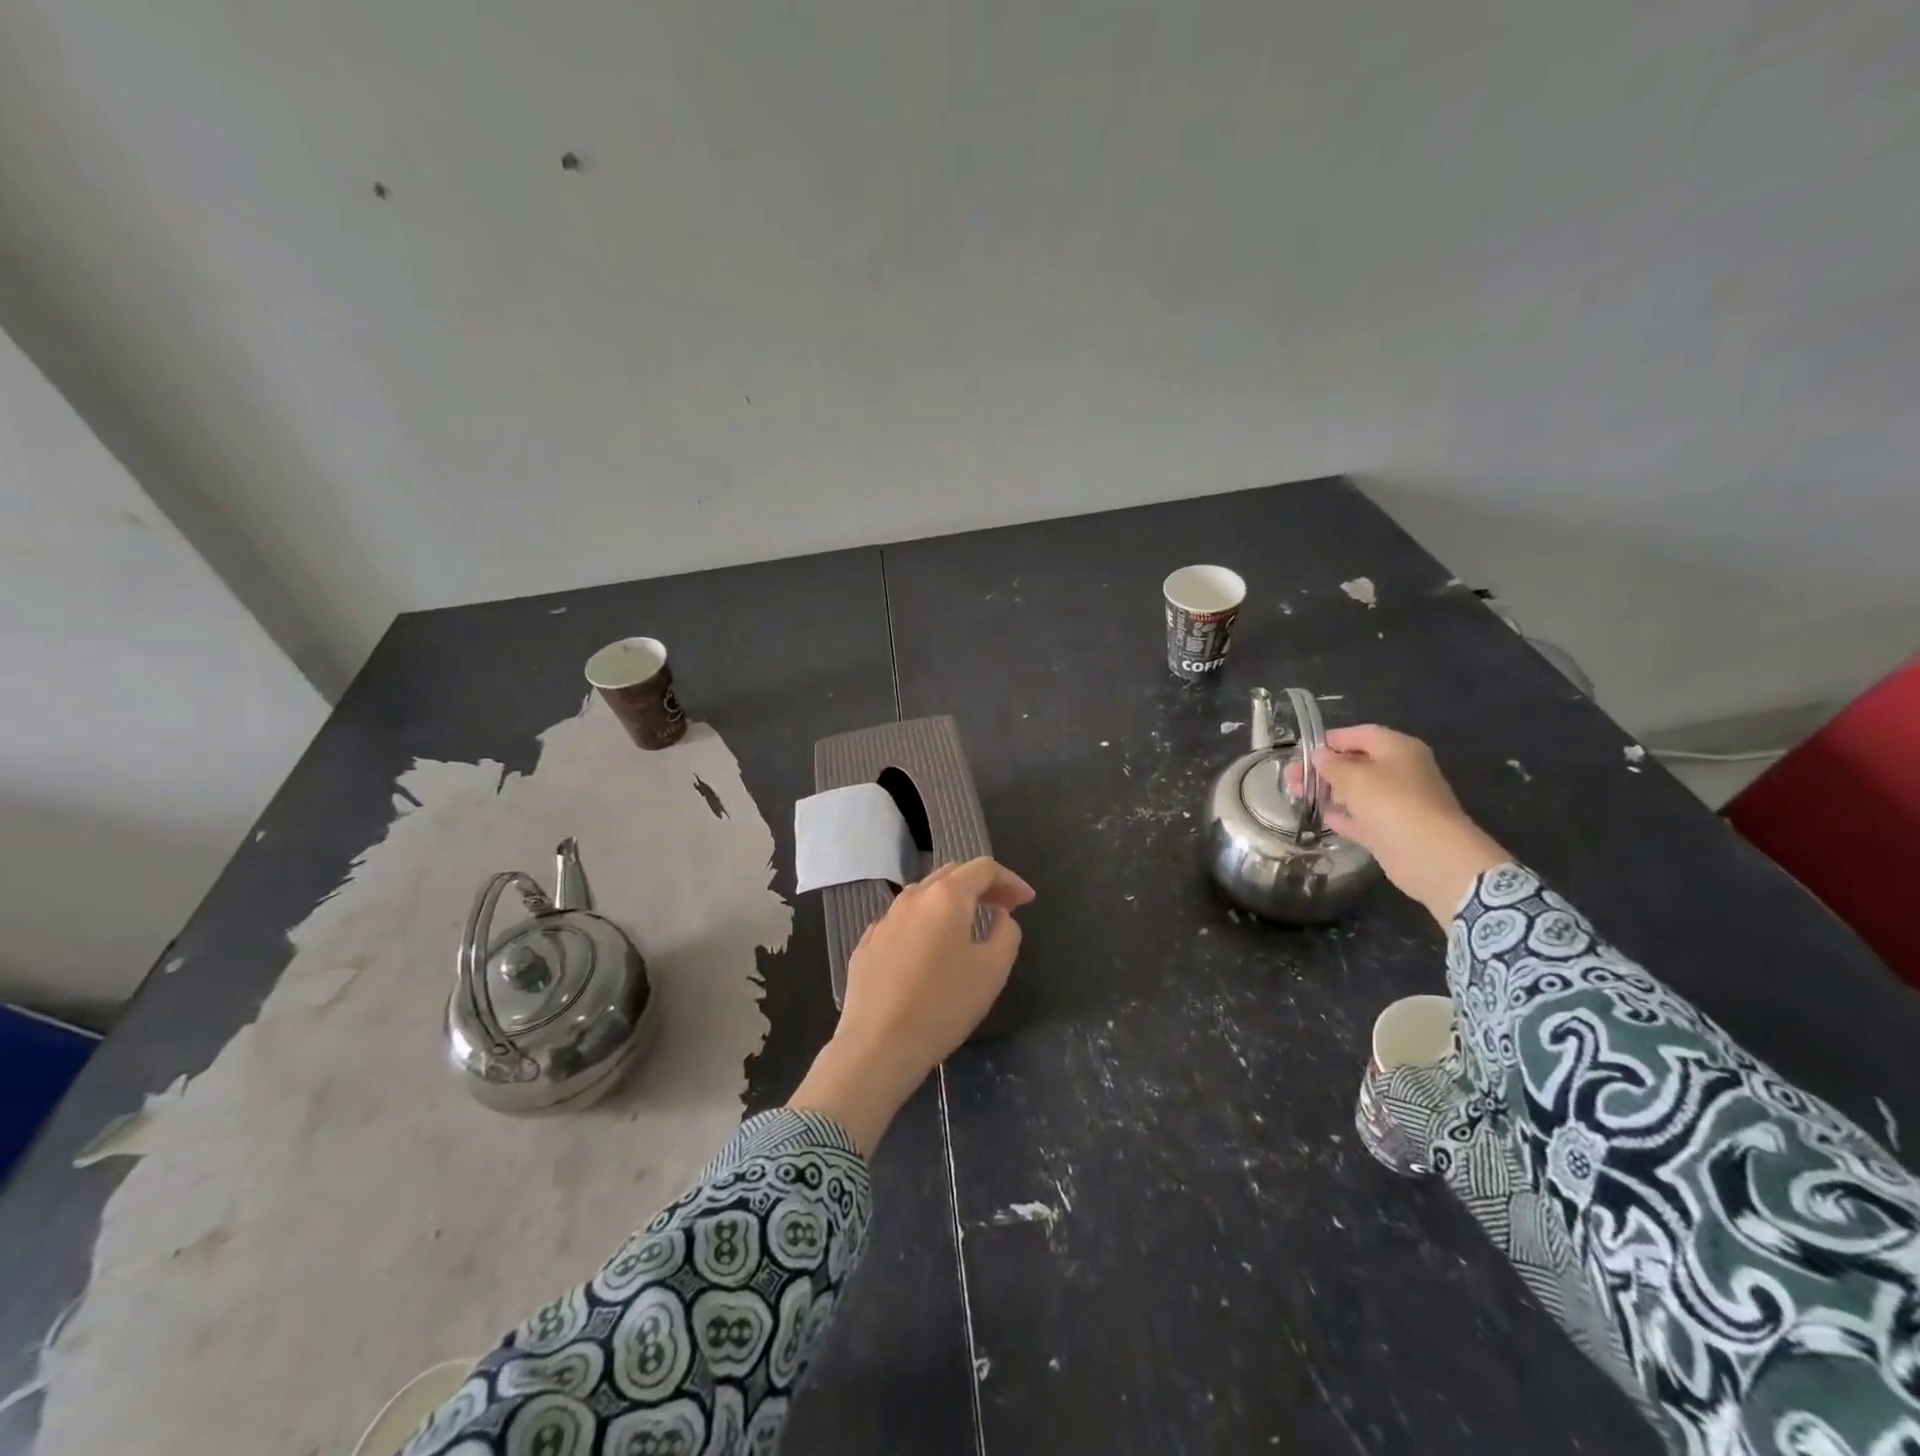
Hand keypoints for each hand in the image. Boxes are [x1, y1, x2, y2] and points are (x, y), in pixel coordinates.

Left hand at [788, 857, 1034, 1152]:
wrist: (879, 1044)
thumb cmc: (944, 1004)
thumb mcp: (992, 970)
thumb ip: (1006, 933)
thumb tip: (999, 915)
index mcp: (946, 896)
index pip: (983, 868)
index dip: (1010, 880)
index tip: (1026, 901)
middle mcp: (912, 897)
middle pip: (952, 874)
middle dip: (981, 886)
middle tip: (1003, 907)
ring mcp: (885, 919)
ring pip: (924, 896)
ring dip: (951, 903)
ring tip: (969, 925)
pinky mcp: (867, 943)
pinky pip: (903, 921)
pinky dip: (925, 924)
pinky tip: (930, 949)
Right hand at [1287, 725, 1509, 925]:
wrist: (1430, 855)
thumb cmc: (1392, 803)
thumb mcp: (1353, 777)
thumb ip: (1331, 764)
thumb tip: (1319, 756)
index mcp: (1398, 749)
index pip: (1360, 734)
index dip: (1331, 740)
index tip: (1302, 751)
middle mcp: (1401, 772)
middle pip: (1356, 762)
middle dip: (1323, 768)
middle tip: (1292, 778)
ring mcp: (1398, 803)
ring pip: (1357, 791)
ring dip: (1329, 791)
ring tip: (1298, 795)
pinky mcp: (1392, 830)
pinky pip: (1362, 817)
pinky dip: (1344, 815)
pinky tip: (1323, 816)